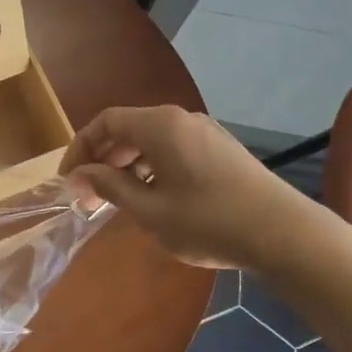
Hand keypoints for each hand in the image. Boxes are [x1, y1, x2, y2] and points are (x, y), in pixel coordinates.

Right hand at [60, 106, 316, 269]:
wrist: (283, 232)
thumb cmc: (208, 221)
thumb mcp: (150, 210)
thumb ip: (110, 187)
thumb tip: (80, 174)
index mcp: (160, 125)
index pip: (105, 122)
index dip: (80, 148)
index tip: (69, 182)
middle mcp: (181, 119)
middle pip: (128, 128)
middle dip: (102, 159)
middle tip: (89, 197)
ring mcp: (205, 132)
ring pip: (151, 140)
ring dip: (127, 166)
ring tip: (118, 201)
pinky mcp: (220, 149)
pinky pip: (173, 149)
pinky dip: (152, 167)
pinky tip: (154, 198)